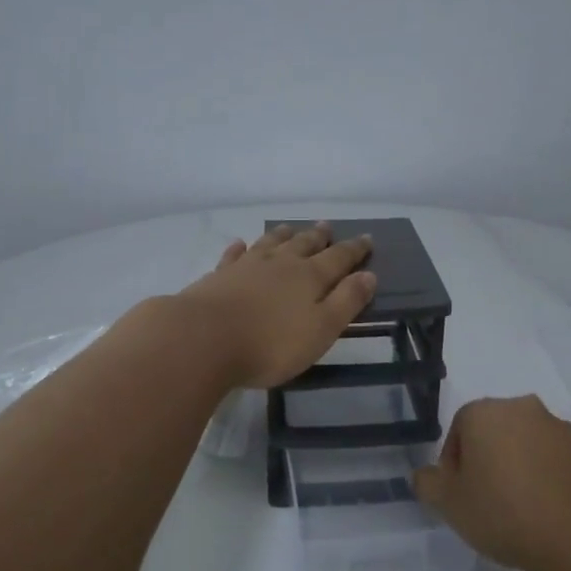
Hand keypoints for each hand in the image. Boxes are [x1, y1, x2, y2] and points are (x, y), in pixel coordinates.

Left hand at [177, 222, 376, 389]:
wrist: (202, 339)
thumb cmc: (270, 343)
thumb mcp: (321, 330)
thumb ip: (346, 302)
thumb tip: (368, 275)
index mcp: (310, 277)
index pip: (338, 258)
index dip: (354, 249)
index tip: (367, 238)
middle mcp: (280, 264)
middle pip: (304, 244)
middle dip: (319, 236)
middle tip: (327, 226)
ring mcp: (246, 267)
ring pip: (270, 244)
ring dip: (282, 235)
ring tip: (290, 228)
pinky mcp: (218, 277)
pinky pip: (233, 256)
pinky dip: (240, 249)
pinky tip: (240, 245)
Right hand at [413, 395, 570, 570]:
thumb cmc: (504, 511)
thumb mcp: (450, 504)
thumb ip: (429, 484)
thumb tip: (425, 475)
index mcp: (486, 412)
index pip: (459, 429)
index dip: (454, 464)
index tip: (460, 495)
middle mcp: (523, 408)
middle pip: (495, 432)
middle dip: (489, 460)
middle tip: (488, 501)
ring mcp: (561, 428)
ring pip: (529, 444)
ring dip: (521, 467)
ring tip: (522, 510)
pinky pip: (558, 461)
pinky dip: (550, 478)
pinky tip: (550, 511)